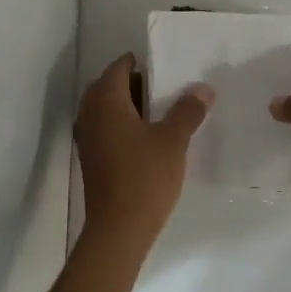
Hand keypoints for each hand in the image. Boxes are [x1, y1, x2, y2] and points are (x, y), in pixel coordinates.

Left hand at [74, 53, 211, 248]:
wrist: (119, 228)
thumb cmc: (145, 177)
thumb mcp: (173, 141)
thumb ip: (187, 111)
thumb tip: (202, 89)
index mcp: (106, 101)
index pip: (118, 68)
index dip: (140, 63)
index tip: (165, 65)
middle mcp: (90, 114)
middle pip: (110, 87)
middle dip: (136, 84)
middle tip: (167, 87)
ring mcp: (88, 138)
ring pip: (108, 110)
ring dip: (130, 106)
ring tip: (162, 111)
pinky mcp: (92, 159)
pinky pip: (107, 129)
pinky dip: (124, 125)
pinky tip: (150, 137)